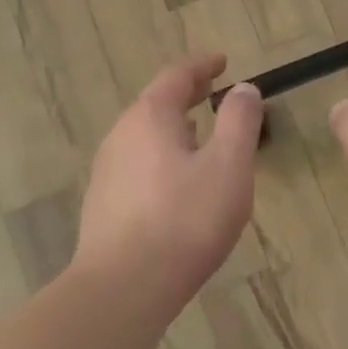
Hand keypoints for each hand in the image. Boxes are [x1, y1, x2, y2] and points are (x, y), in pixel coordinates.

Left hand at [74, 53, 263, 306]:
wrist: (123, 287)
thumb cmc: (185, 219)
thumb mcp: (229, 165)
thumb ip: (239, 121)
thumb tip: (243, 89)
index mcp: (150, 117)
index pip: (177, 76)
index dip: (202, 65)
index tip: (223, 61)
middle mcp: (121, 135)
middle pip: (156, 103)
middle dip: (186, 95)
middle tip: (212, 91)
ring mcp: (107, 171)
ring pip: (145, 136)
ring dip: (174, 127)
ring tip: (200, 133)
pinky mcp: (103, 204)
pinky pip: (138, 164)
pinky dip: (162, 156)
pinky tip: (176, 181)